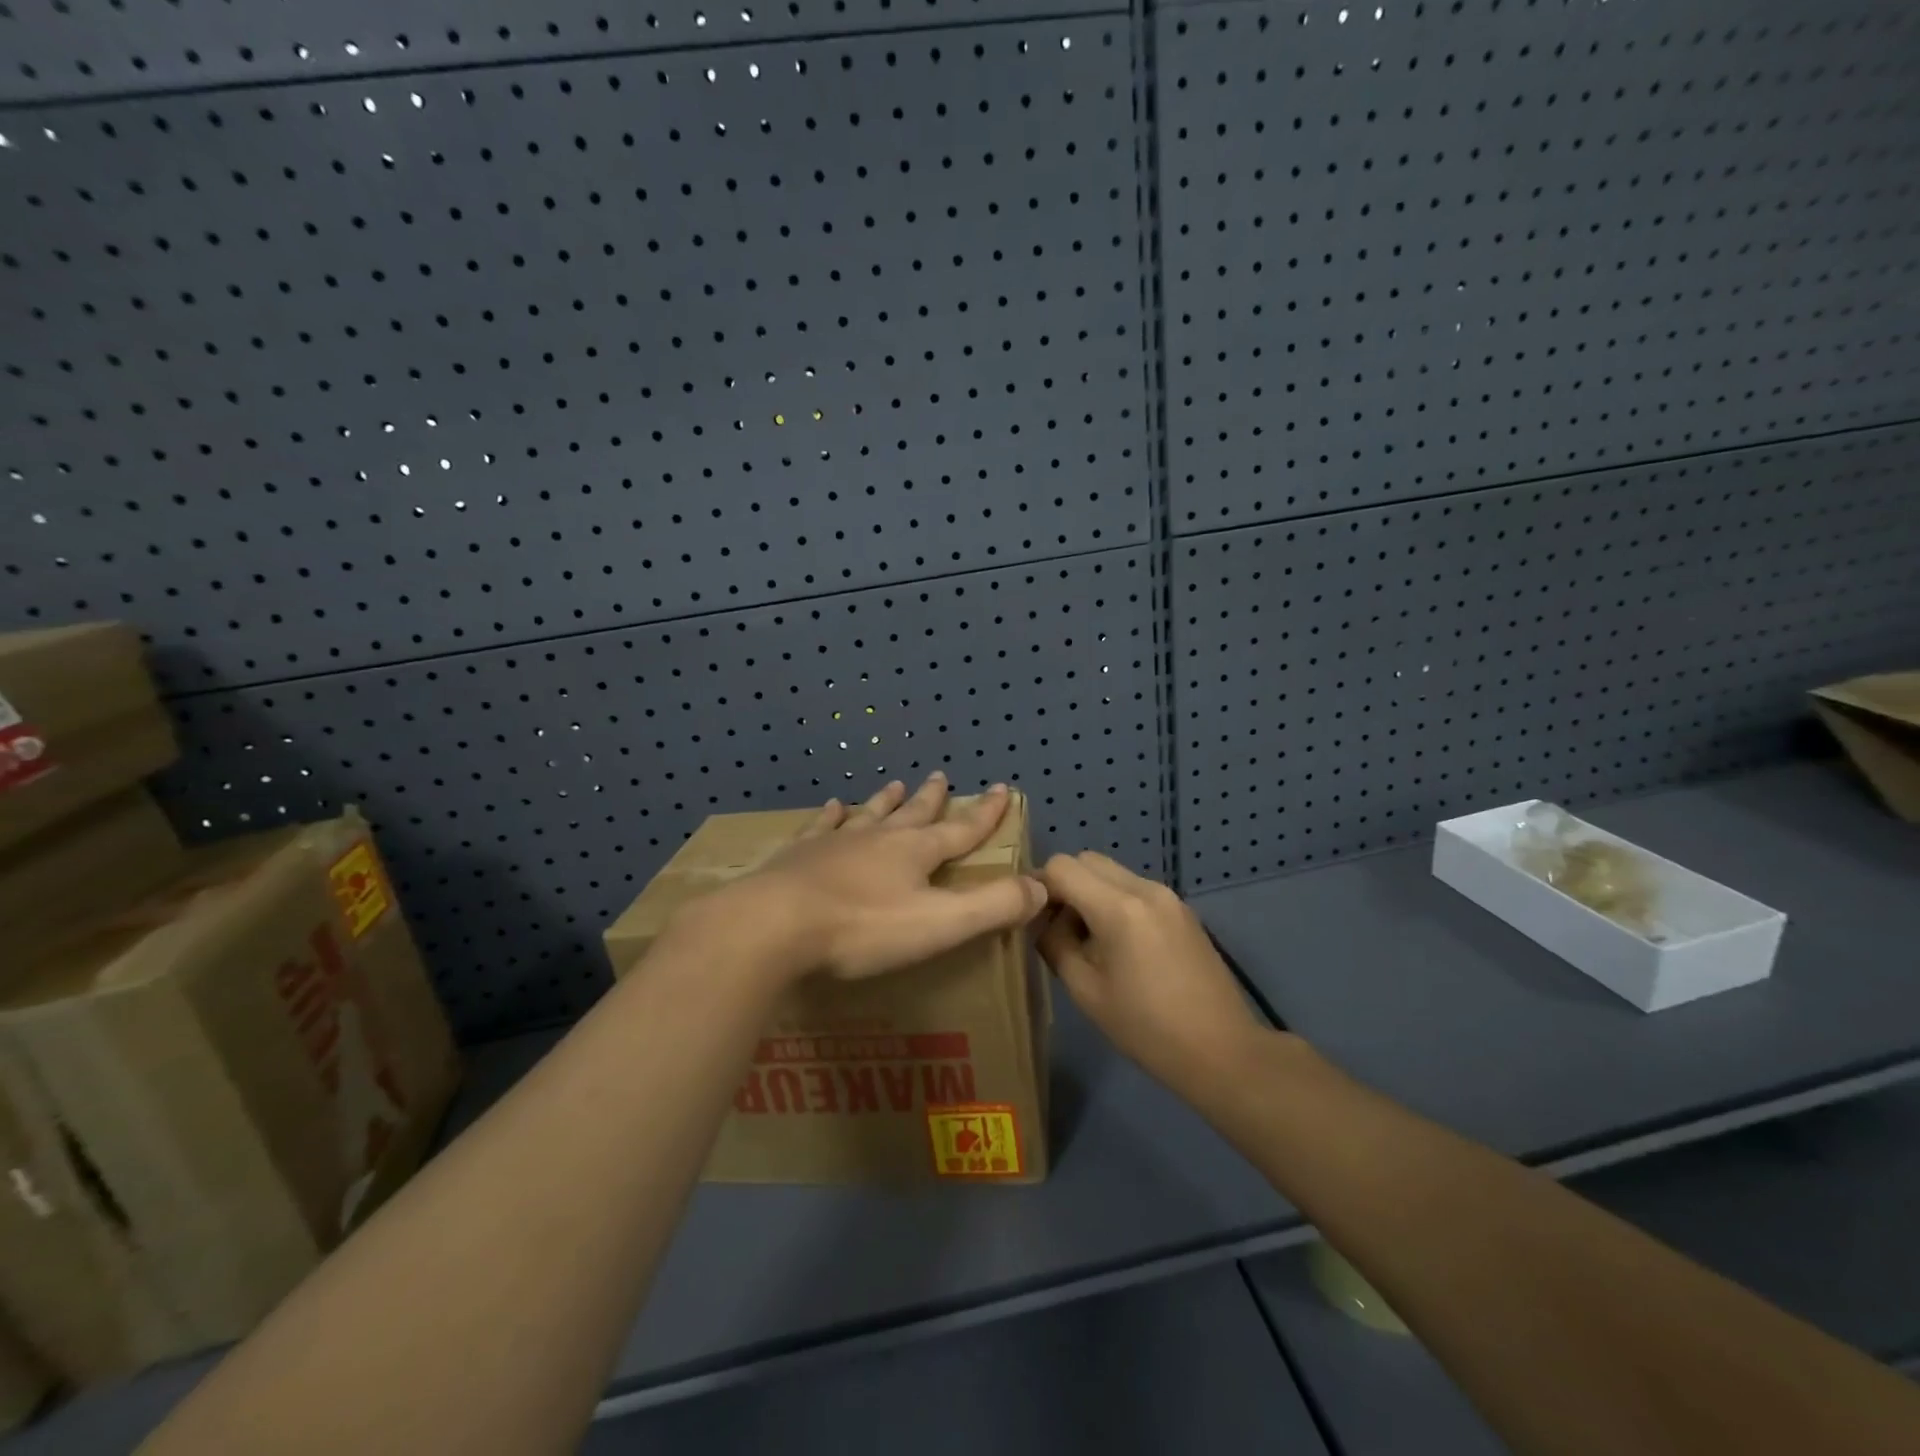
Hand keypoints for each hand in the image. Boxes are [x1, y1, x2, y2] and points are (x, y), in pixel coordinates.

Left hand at [695, 774, 1046, 982]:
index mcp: (915, 853)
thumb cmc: (862, 929)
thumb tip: (1042, 886)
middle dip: (933, 799)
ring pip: (868, 814)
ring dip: (885, 800)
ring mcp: (835, 843)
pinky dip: (831, 815)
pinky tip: (832, 806)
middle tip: (942, 777)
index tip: (1002, 789)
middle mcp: (878, 838)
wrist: (773, 925)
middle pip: (913, 814)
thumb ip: (993, 906)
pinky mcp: (797, 856)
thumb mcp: (940, 924)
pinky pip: (820, 827)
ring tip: (894, 785)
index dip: (985, 813)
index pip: (962, 830)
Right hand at [1037, 852, 1266, 1094]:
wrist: (1222, 1052)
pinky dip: (1115, 901)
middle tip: (1059, 927)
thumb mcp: (1085, 991)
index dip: (1039, 886)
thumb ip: (1055, 944)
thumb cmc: (1146, 1029)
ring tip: (1089, 940)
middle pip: (1088, 860)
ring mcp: (1169, 896)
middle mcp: (1145, 888)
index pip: (1062, 866)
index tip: (1034, 918)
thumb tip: (1042, 920)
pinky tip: (1119, 946)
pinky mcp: (1182, 910)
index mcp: (1119, 907)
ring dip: (1091, 893)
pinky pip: (1135, 889)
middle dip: (1065, 885)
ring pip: (1112, 873)